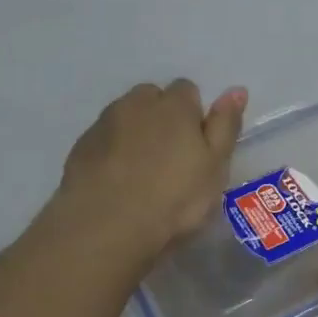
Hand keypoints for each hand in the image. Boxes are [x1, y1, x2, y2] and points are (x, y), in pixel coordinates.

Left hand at [57, 79, 247, 261]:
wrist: (106, 227)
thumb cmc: (174, 198)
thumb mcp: (216, 166)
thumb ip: (225, 125)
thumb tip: (237, 89)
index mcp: (174, 105)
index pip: (188, 90)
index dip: (194, 115)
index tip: (197, 146)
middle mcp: (137, 104)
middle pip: (152, 98)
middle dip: (162, 118)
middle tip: (171, 158)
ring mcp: (104, 124)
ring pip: (125, 117)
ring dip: (135, 133)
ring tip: (142, 172)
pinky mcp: (80, 147)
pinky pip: (103, 140)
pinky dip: (112, 152)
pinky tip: (118, 181)